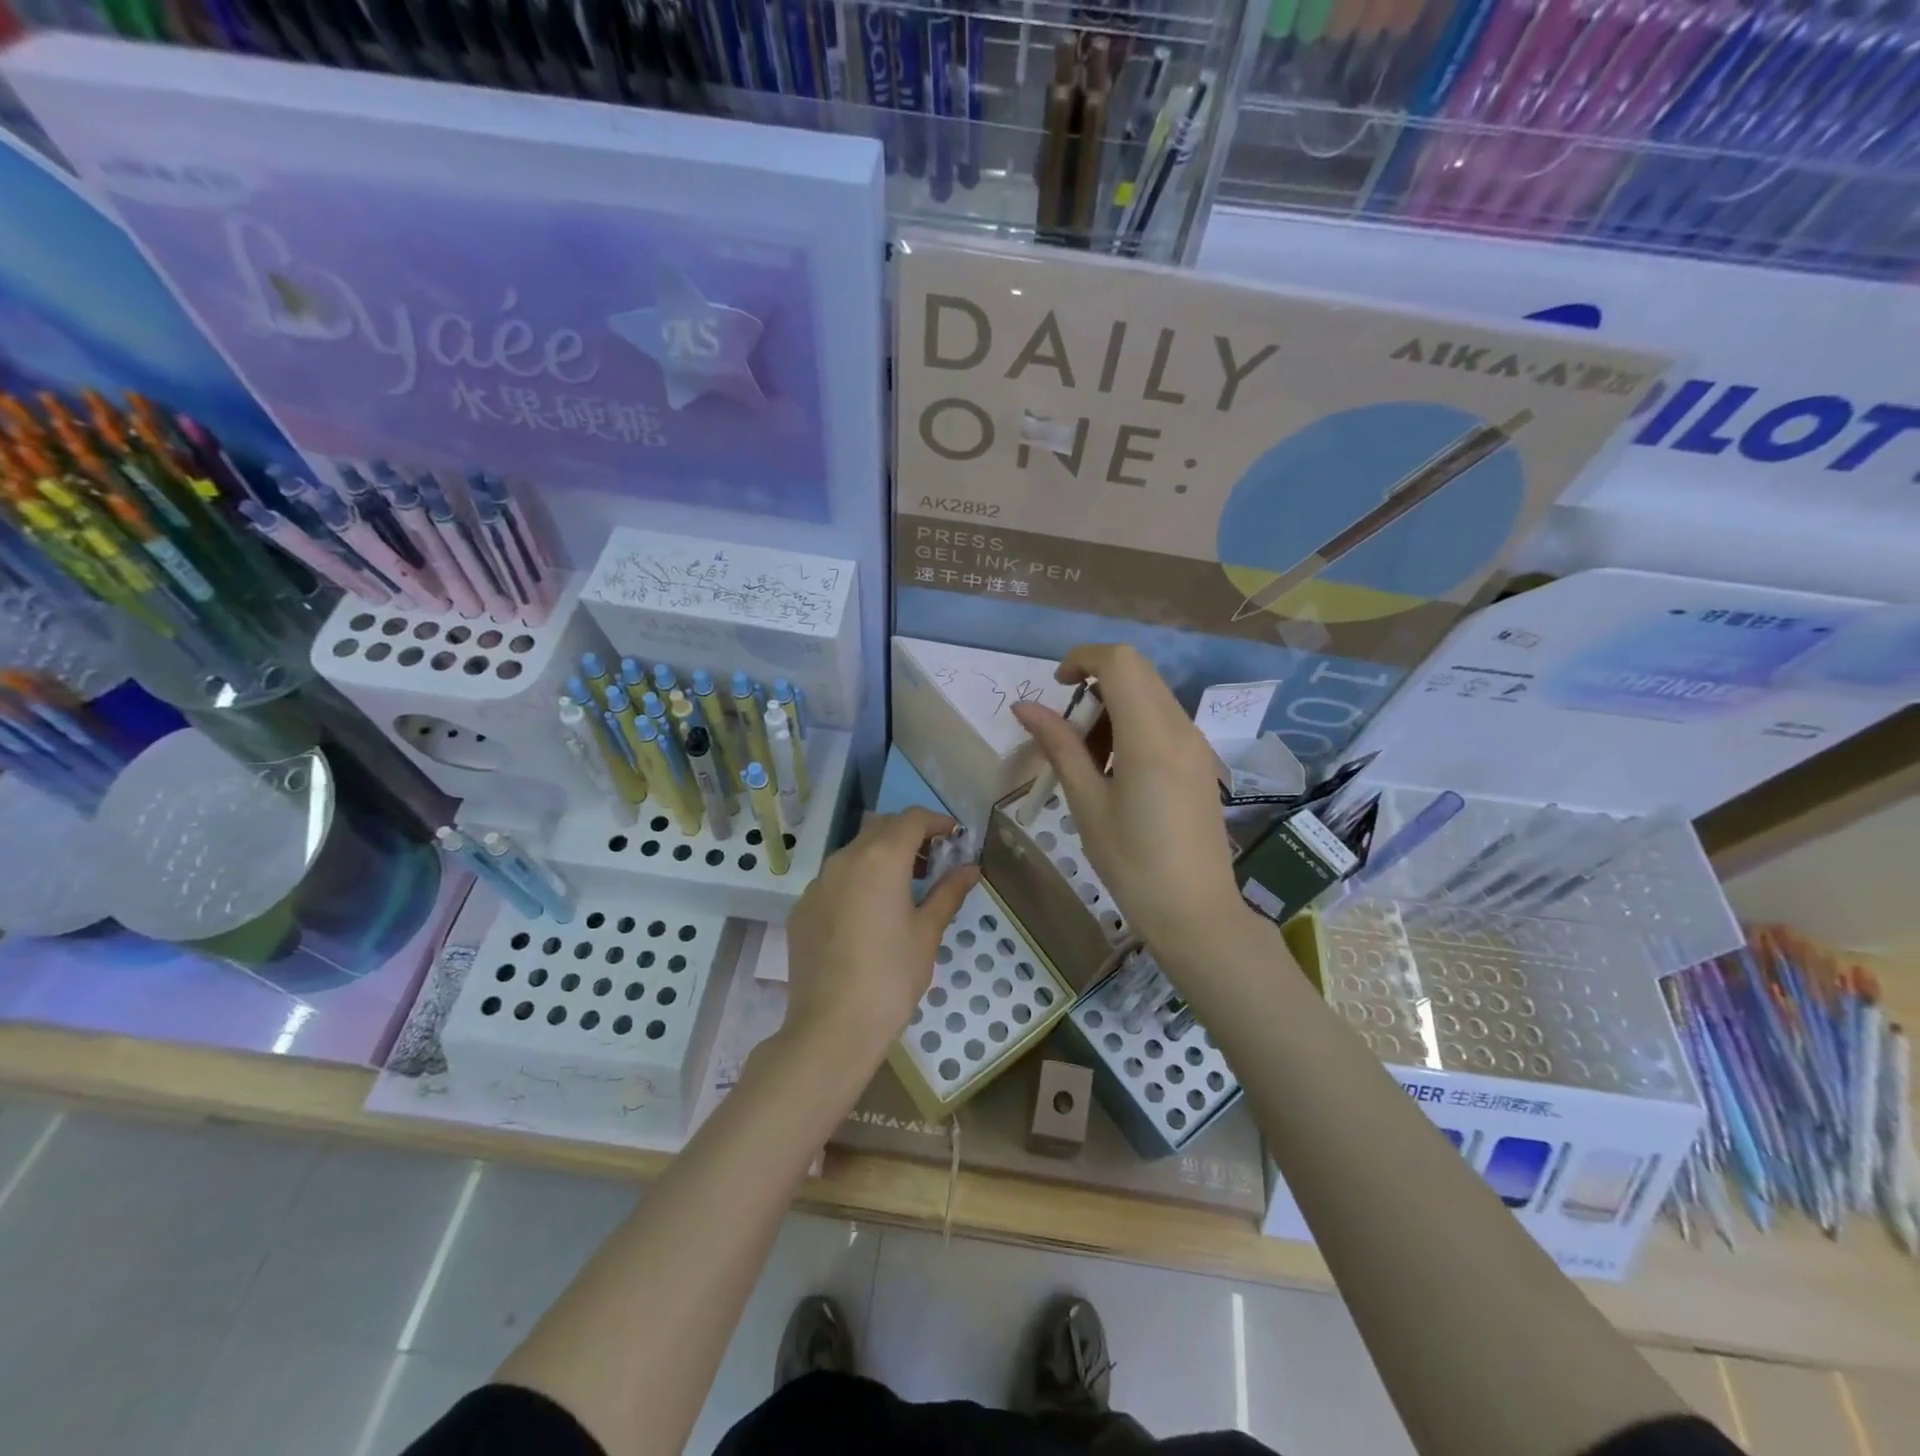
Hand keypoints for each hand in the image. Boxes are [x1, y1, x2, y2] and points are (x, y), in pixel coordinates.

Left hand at [781, 807, 978, 1067]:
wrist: (831, 1027)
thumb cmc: (892, 976)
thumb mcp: (928, 932)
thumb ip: (948, 892)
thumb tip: (971, 868)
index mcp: (881, 858)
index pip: (911, 819)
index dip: (936, 821)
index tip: (953, 836)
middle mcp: (845, 858)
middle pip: (881, 828)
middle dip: (909, 835)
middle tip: (932, 861)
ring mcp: (818, 883)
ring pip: (854, 852)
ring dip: (881, 856)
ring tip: (903, 887)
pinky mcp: (802, 907)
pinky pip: (834, 880)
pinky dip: (857, 881)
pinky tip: (868, 915)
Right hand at [1012, 644, 1247, 954]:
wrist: (1196, 912)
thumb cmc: (1133, 863)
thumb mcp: (1087, 804)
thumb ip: (1059, 747)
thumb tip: (1025, 706)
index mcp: (1150, 736)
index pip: (1119, 662)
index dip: (1082, 659)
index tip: (1057, 688)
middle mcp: (1180, 727)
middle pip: (1137, 671)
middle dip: (1096, 683)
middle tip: (1070, 732)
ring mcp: (1196, 744)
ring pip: (1151, 694)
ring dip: (1115, 705)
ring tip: (1090, 759)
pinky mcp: (1201, 762)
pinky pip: (1165, 720)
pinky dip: (1134, 724)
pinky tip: (1117, 771)